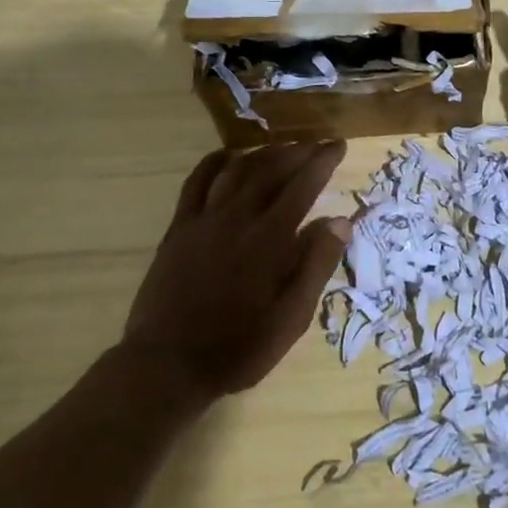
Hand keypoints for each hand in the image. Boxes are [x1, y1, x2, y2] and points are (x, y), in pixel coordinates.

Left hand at [122, 142, 350, 398]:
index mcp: (270, 239)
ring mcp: (205, 219)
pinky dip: (215, 162)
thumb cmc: (238, 348)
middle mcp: (238, 217)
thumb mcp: (291, 318)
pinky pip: (197, 182)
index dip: (322, 161)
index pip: (303, 185)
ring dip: (264, 153)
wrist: (167, 364)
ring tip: (282, 147)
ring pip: (238, 170)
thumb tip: (341, 220)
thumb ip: (316, 265)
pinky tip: (228, 156)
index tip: (338, 145)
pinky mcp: (179, 228)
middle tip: (317, 143)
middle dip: (298, 151)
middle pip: (272, 169)